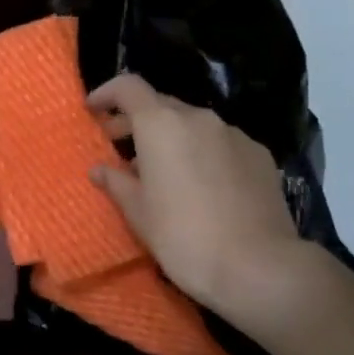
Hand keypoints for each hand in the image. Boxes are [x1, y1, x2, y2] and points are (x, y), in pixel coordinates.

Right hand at [86, 73, 335, 336]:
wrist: (259, 267)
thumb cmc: (183, 237)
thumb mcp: (139, 213)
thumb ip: (117, 183)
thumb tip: (100, 170)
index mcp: (161, 125)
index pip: (129, 87)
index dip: (107, 93)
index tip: (94, 110)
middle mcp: (198, 118)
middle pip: (161, 105)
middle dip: (137, 120)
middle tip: (119, 145)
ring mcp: (234, 134)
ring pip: (193, 124)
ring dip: (172, 137)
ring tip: (162, 170)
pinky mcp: (259, 155)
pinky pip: (221, 142)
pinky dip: (203, 152)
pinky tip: (202, 184)